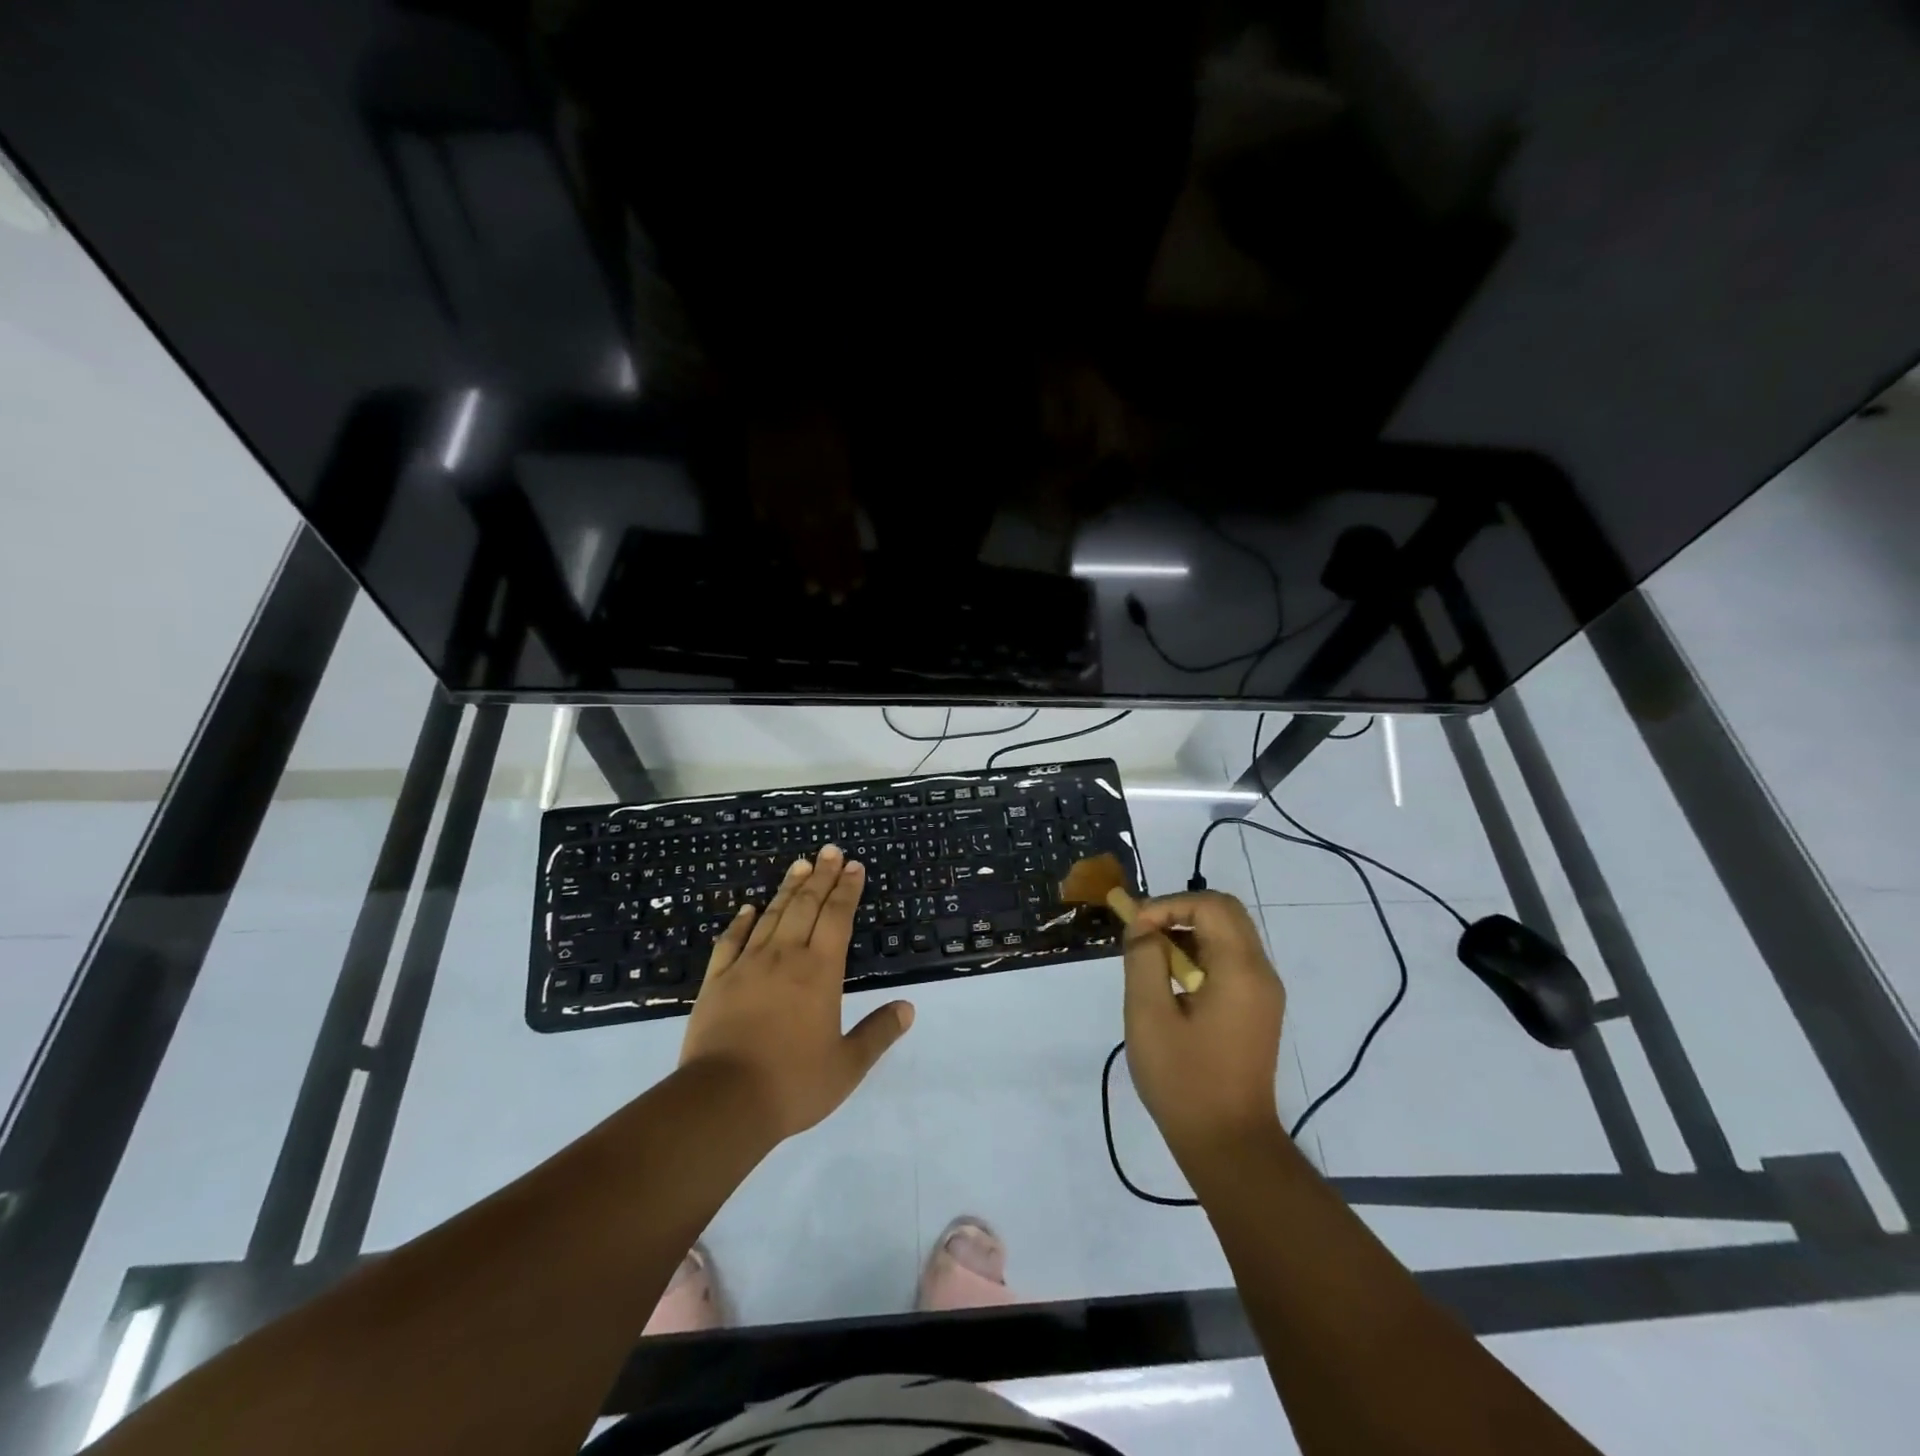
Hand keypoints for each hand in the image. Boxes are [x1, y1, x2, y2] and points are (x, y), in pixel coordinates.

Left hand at [680, 845, 913, 1141]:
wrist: (723, 1102)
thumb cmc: (793, 1083)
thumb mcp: (847, 1066)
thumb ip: (878, 1033)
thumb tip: (909, 1008)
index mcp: (820, 972)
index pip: (837, 918)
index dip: (848, 890)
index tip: (854, 866)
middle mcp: (785, 957)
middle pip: (806, 906)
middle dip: (821, 876)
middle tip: (830, 850)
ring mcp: (747, 966)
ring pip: (771, 916)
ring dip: (788, 888)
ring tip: (800, 864)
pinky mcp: (716, 981)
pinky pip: (730, 941)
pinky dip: (741, 921)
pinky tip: (748, 908)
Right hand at [1122, 891, 1286, 1164]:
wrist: (1229, 1144)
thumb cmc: (1184, 1080)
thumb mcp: (1149, 1016)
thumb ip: (1143, 960)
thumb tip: (1142, 927)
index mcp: (1241, 971)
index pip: (1210, 905)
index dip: (1168, 905)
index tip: (1134, 929)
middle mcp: (1261, 973)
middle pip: (1225, 913)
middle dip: (1179, 912)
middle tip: (1142, 933)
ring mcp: (1264, 992)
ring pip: (1228, 935)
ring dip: (1187, 933)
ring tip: (1150, 959)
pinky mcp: (1258, 1009)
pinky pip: (1230, 961)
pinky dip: (1199, 955)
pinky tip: (1171, 983)